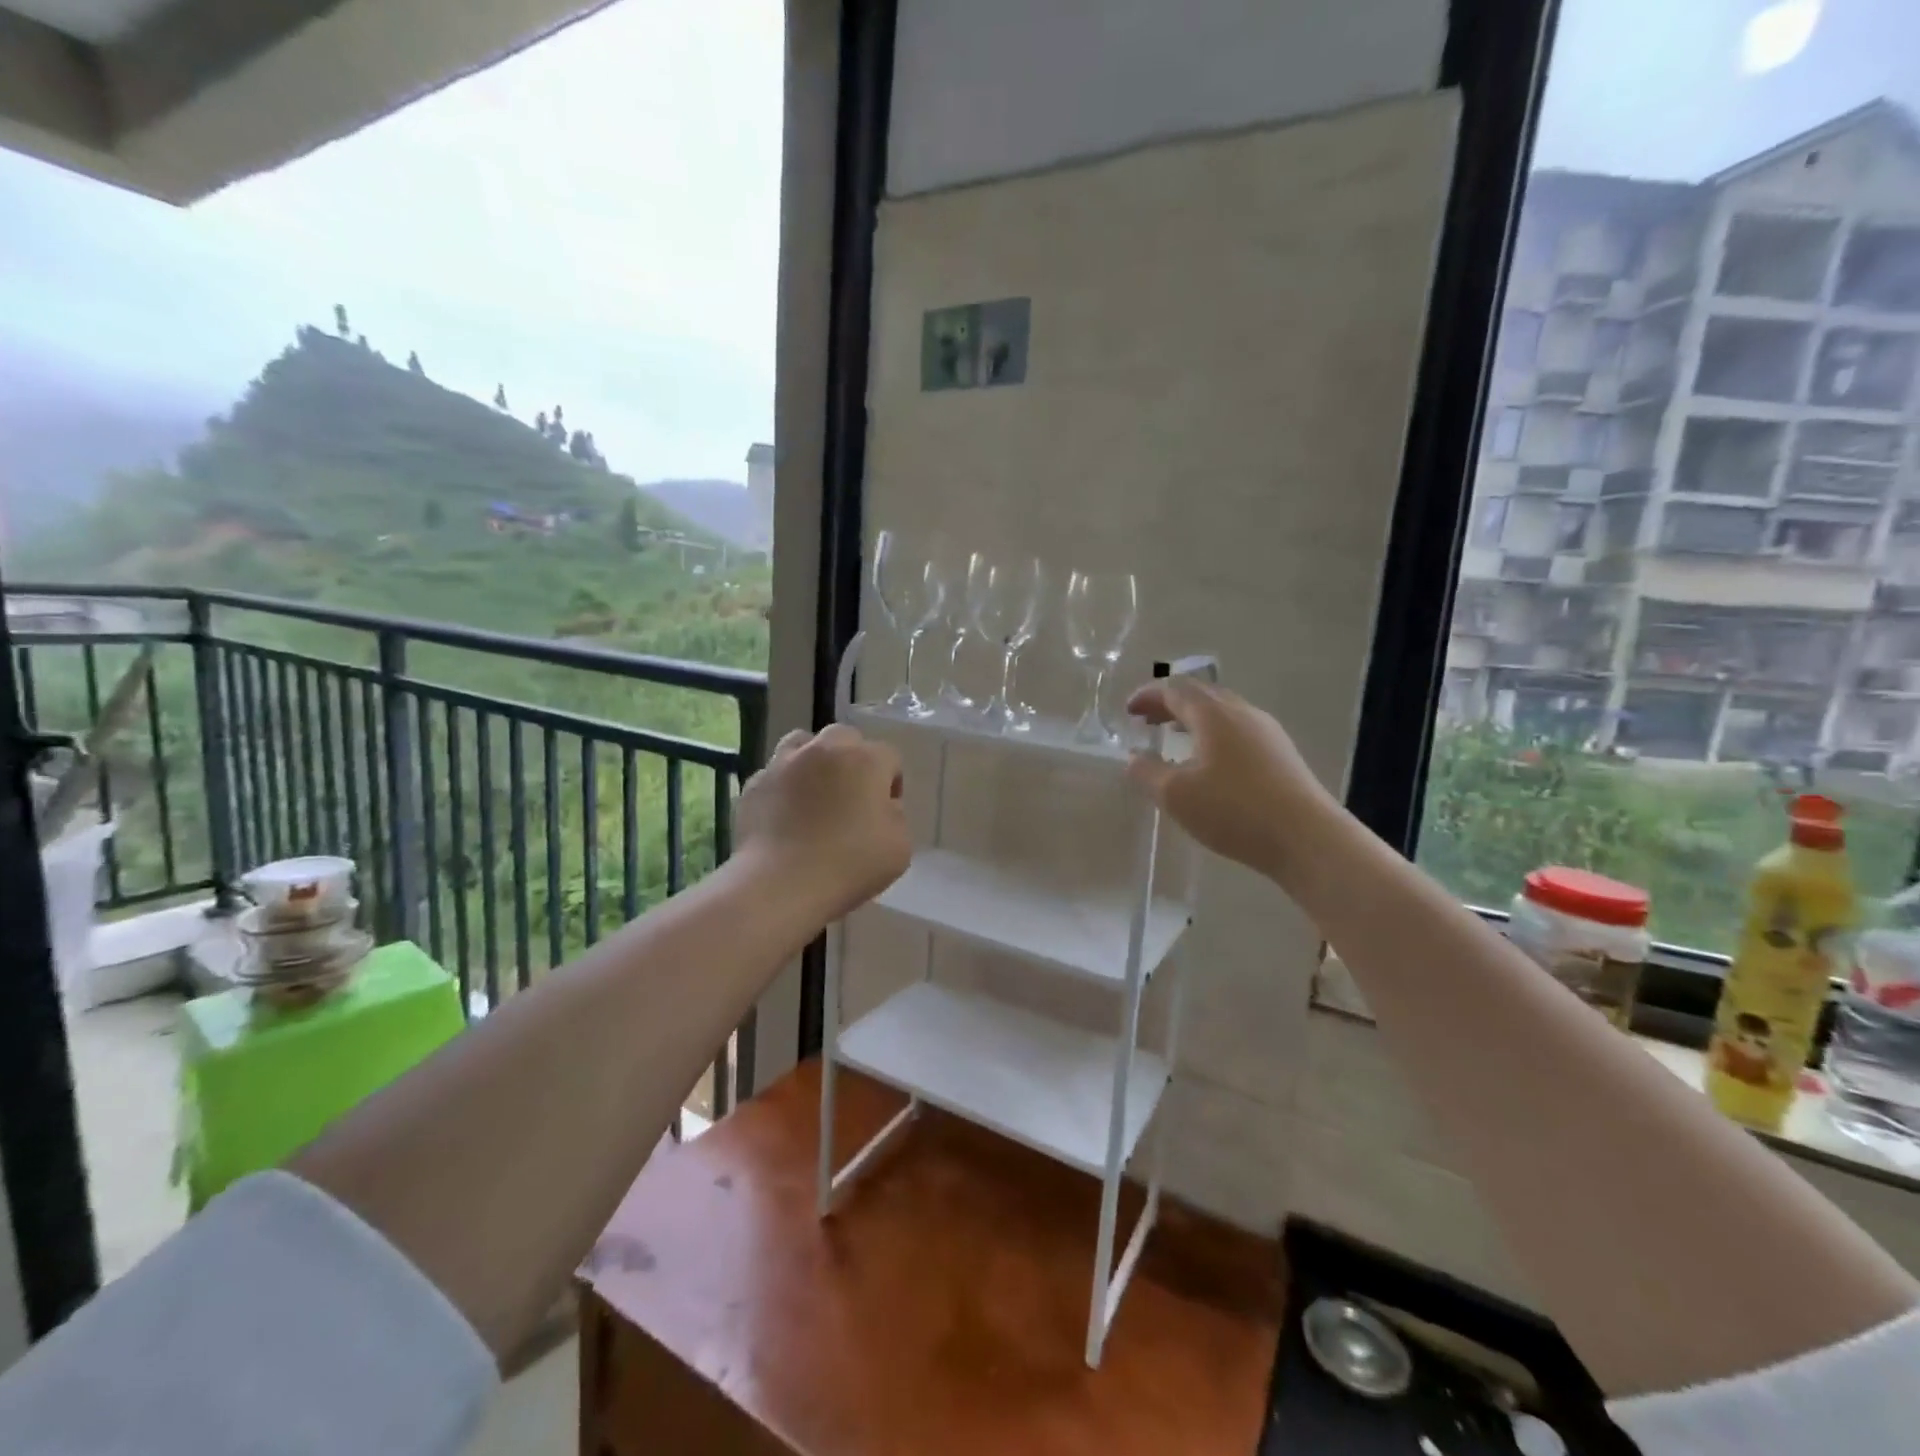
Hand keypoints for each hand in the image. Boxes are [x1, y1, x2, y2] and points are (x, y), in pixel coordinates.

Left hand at [734, 724, 910, 918]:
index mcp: (866, 761)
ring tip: (813, 793)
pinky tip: (784, 815)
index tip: (885, 812)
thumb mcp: (899, 847)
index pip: (889, 757)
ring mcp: (784, 763)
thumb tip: (880, 807)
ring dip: (814, 761)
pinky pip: (774, 775)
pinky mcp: (754, 784)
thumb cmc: (849, 865)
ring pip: (803, 744)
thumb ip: (896, 817)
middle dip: (853, 760)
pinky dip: (783, 787)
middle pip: (845, 738)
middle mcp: (825, 750)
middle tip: (851, 797)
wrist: (781, 883)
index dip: (891, 783)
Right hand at [1124, 679, 1335, 881]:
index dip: (1148, 696)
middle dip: (1170, 704)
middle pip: (1201, 695)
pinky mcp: (1281, 755)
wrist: (1307, 838)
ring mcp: (1267, 732)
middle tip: (1147, 720)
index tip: (1128, 711)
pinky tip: (1210, 762)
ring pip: (1223, 713)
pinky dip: (1214, 735)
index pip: (1175, 690)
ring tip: (1175, 738)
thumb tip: (1132, 757)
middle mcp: (1242, 713)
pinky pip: (1239, 731)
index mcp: (1213, 714)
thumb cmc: (1233, 810)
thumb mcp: (1175, 795)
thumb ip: (1146, 772)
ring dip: (1193, 719)